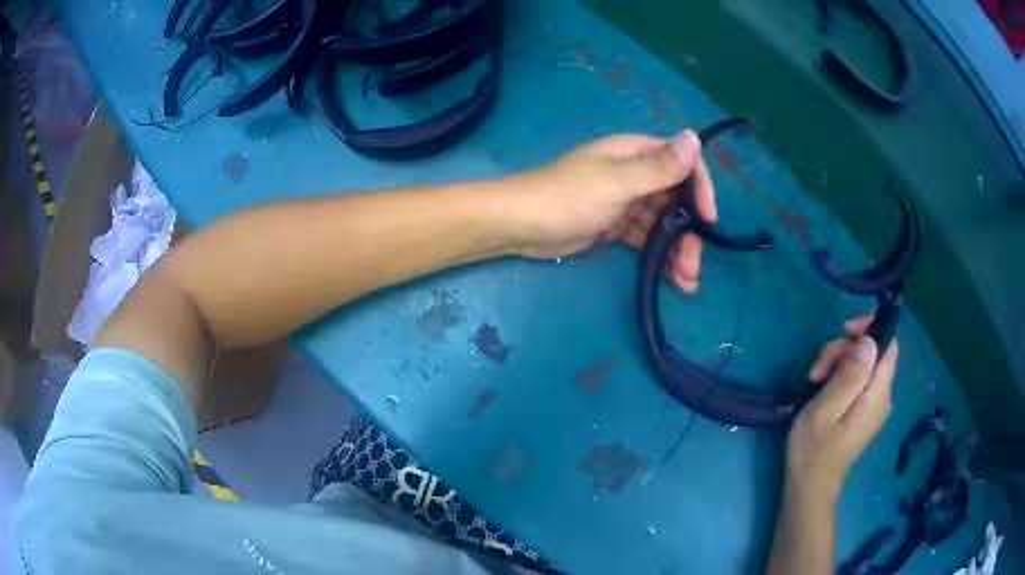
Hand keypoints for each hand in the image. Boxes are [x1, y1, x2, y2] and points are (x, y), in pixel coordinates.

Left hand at [507, 130, 715, 291]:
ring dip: (677, 250)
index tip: (709, 221)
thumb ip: (658, 167)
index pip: (682, 164)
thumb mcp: (616, 182)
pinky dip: (658, 255)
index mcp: (635, 153)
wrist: (519, 225)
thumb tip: (695, 136)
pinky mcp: (615, 225)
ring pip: (663, 223)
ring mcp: (625, 200)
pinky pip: (646, 238)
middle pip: (676, 199)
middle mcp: (635, 173)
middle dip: (690, 232)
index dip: (701, 190)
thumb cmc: (567, 197)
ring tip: (686, 282)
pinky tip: (671, 278)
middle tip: (694, 267)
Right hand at [786, 315, 897, 502]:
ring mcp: (875, 405)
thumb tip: (869, 342)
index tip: (842, 331)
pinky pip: (860, 379)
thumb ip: (849, 375)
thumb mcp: (825, 410)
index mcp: (877, 394)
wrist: (810, 488)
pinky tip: (823, 390)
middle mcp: (883, 396)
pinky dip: (842, 376)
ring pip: (865, 364)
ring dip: (839, 363)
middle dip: (845, 350)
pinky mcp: (865, 412)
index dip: (870, 329)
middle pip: (873, 352)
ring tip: (814, 382)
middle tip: (816, 370)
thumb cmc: (813, 451)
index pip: (889, 344)